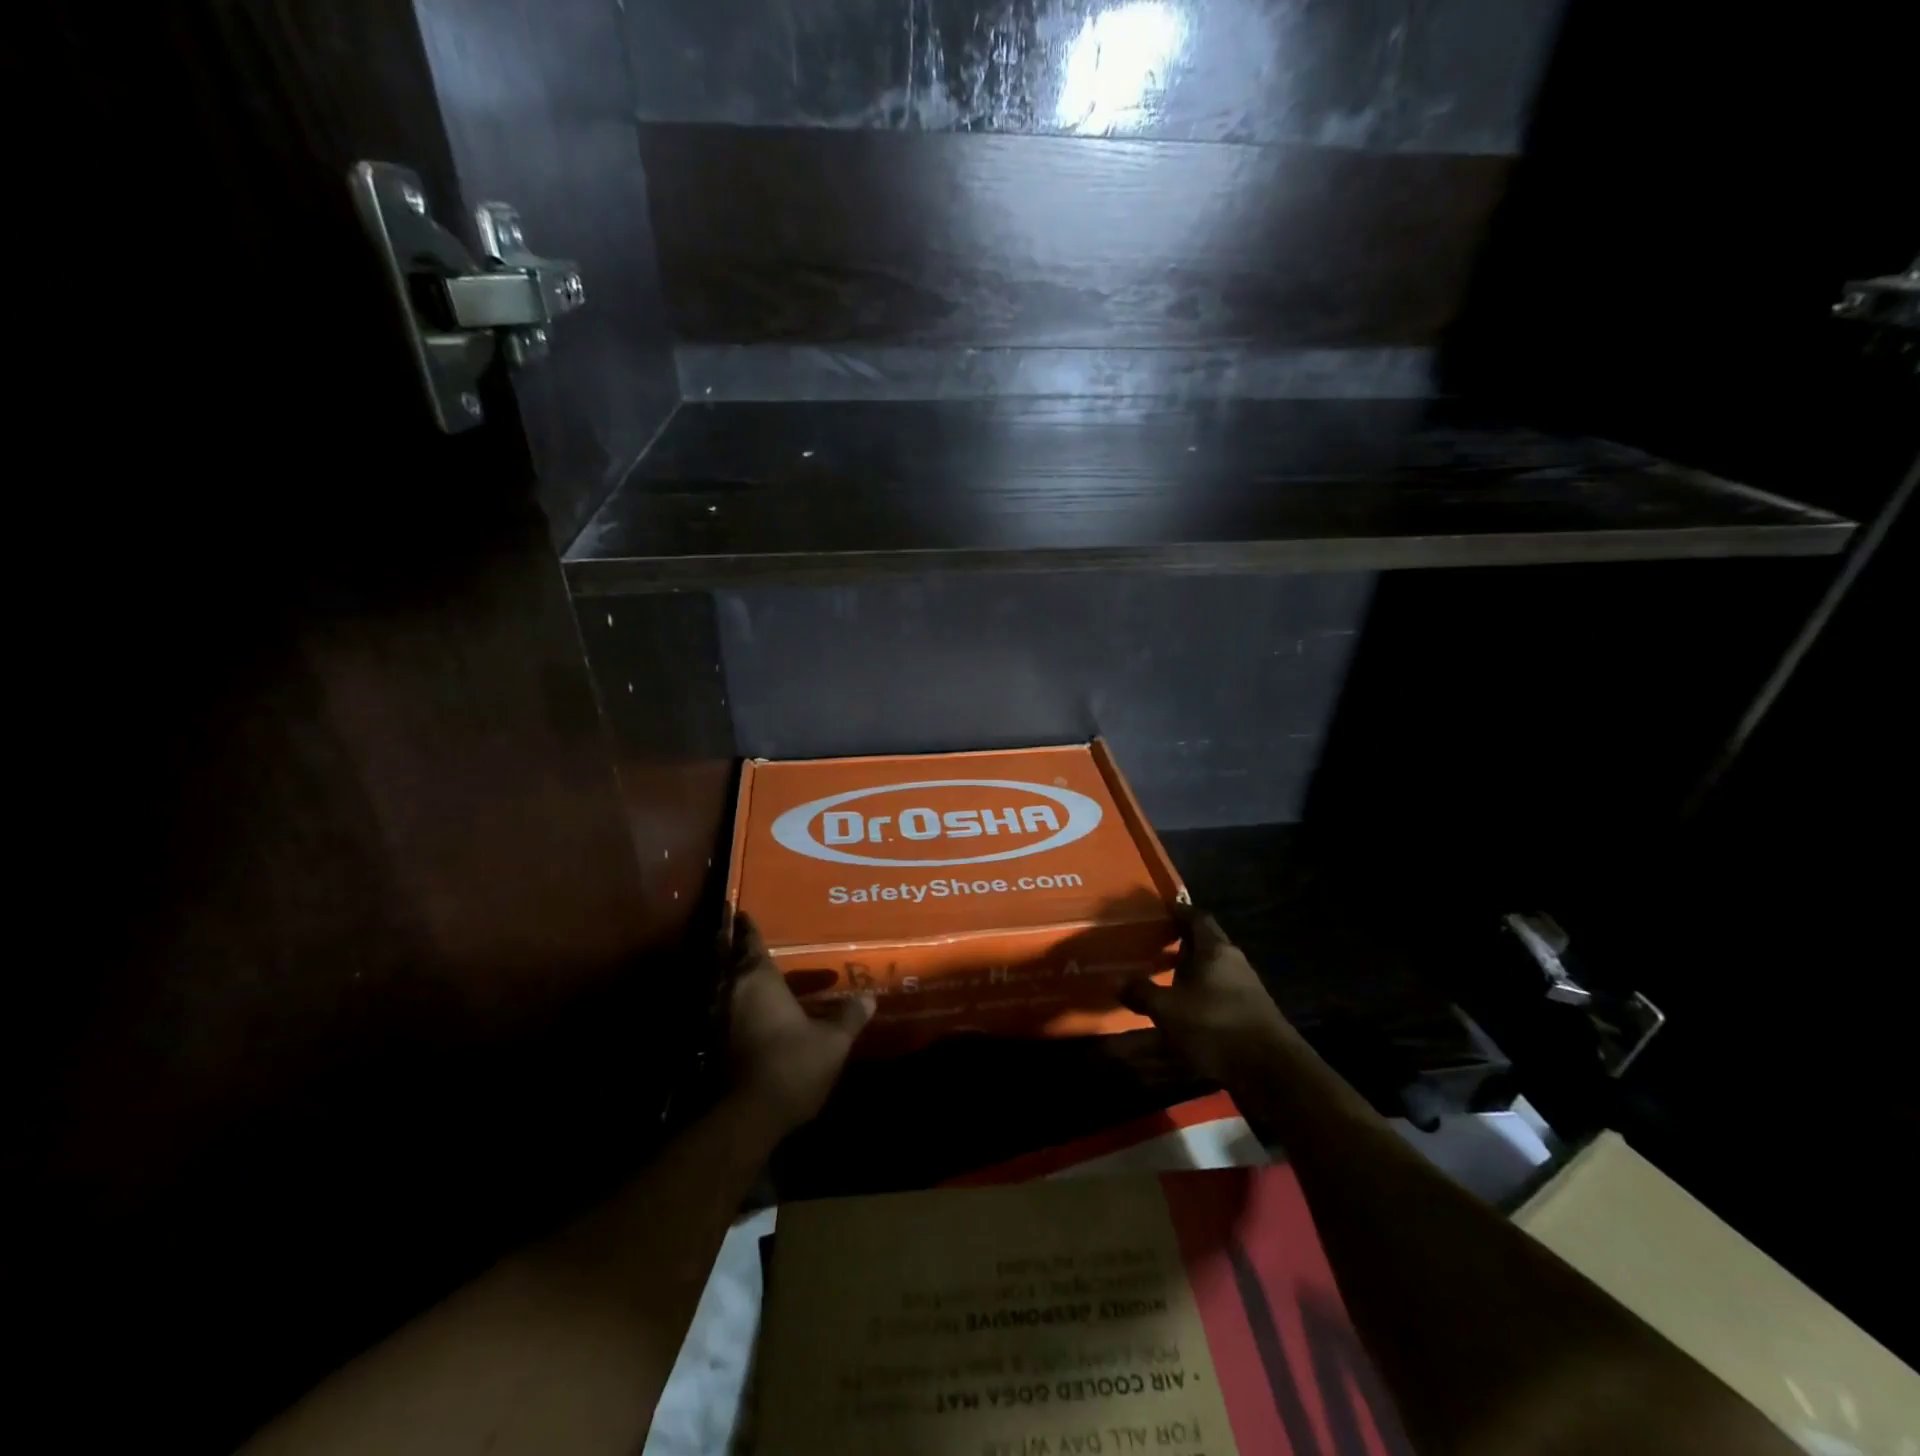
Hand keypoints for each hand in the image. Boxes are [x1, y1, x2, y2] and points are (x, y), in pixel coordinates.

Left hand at [725, 913, 873, 1136]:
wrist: (745, 1117)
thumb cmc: (791, 1065)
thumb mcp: (831, 1042)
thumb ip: (849, 1017)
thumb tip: (869, 997)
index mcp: (758, 979)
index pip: (751, 942)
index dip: (748, 926)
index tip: (741, 909)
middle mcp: (732, 991)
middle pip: (726, 959)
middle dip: (728, 942)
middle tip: (731, 927)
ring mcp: (718, 1020)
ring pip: (722, 985)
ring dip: (729, 973)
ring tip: (744, 965)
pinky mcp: (713, 1046)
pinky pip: (724, 1010)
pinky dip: (732, 1002)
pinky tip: (747, 1009)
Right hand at [1120, 910, 1296, 1084]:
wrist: (1271, 1071)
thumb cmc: (1215, 1024)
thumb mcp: (1168, 1009)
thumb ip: (1142, 993)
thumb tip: (1117, 981)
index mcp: (1214, 949)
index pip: (1196, 917)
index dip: (1178, 912)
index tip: (1159, 911)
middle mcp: (1232, 962)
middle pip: (1204, 944)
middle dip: (1180, 945)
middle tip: (1154, 946)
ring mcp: (1245, 989)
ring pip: (1211, 972)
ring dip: (1189, 974)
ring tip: (1164, 980)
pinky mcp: (1249, 1015)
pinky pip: (1217, 996)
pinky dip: (1199, 998)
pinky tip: (1183, 1013)